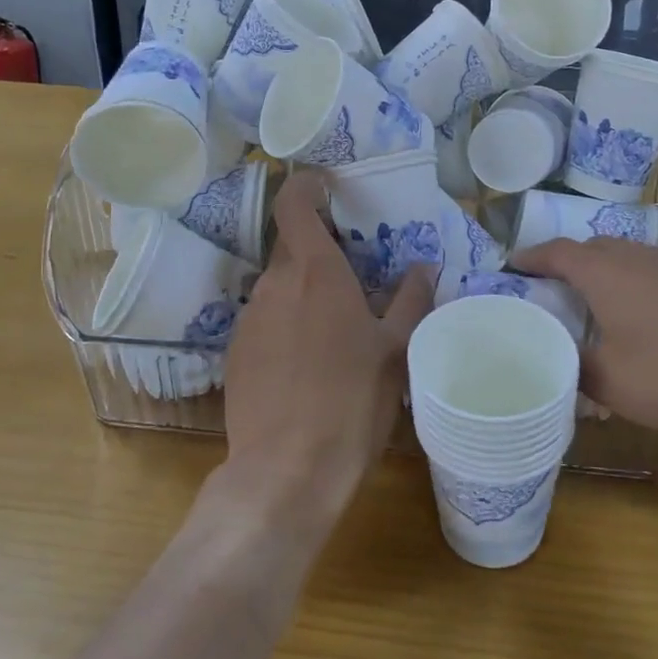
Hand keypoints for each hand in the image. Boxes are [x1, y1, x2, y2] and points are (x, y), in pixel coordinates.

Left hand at [222, 171, 432, 525]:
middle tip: (355, 276)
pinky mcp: (235, 352)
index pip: (294, 204)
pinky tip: (307, 363)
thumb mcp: (396, 350)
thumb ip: (410, 300)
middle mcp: (275, 284)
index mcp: (316, 272)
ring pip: (278, 286)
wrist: (286, 471)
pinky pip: (264, 319)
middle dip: (320, 251)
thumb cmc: (352, 402)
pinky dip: (286, 323)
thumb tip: (422, 267)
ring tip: (335, 328)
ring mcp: (249, 318)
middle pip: (292, 247)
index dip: (307, 186)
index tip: (328, 188)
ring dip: (304, 291)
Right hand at [510, 236, 657, 435]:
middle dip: (565, 264)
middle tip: (548, 291)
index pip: (555, 252)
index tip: (509, 267)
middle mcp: (635, 258)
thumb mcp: (613, 381)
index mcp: (603, 272)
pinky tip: (640, 320)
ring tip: (589, 305)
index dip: (529, 258)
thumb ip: (575, 370)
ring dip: (601, 275)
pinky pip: (650, 274)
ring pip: (624, 260)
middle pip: (590, 249)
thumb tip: (556, 364)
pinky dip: (631, 287)